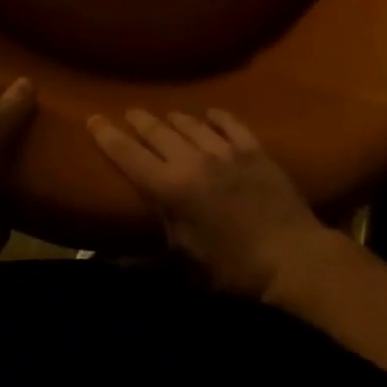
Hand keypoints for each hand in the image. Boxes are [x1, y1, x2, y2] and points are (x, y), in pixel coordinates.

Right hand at [88, 107, 336, 298]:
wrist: (294, 260)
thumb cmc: (234, 273)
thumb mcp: (185, 267)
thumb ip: (149, 254)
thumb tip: (113, 259)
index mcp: (169, 188)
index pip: (128, 155)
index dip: (107, 135)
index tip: (92, 118)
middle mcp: (191, 160)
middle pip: (156, 131)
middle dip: (138, 120)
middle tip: (129, 113)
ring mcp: (224, 150)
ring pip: (190, 123)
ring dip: (174, 119)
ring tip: (166, 117)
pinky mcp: (253, 149)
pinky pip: (229, 123)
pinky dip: (215, 117)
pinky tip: (210, 115)